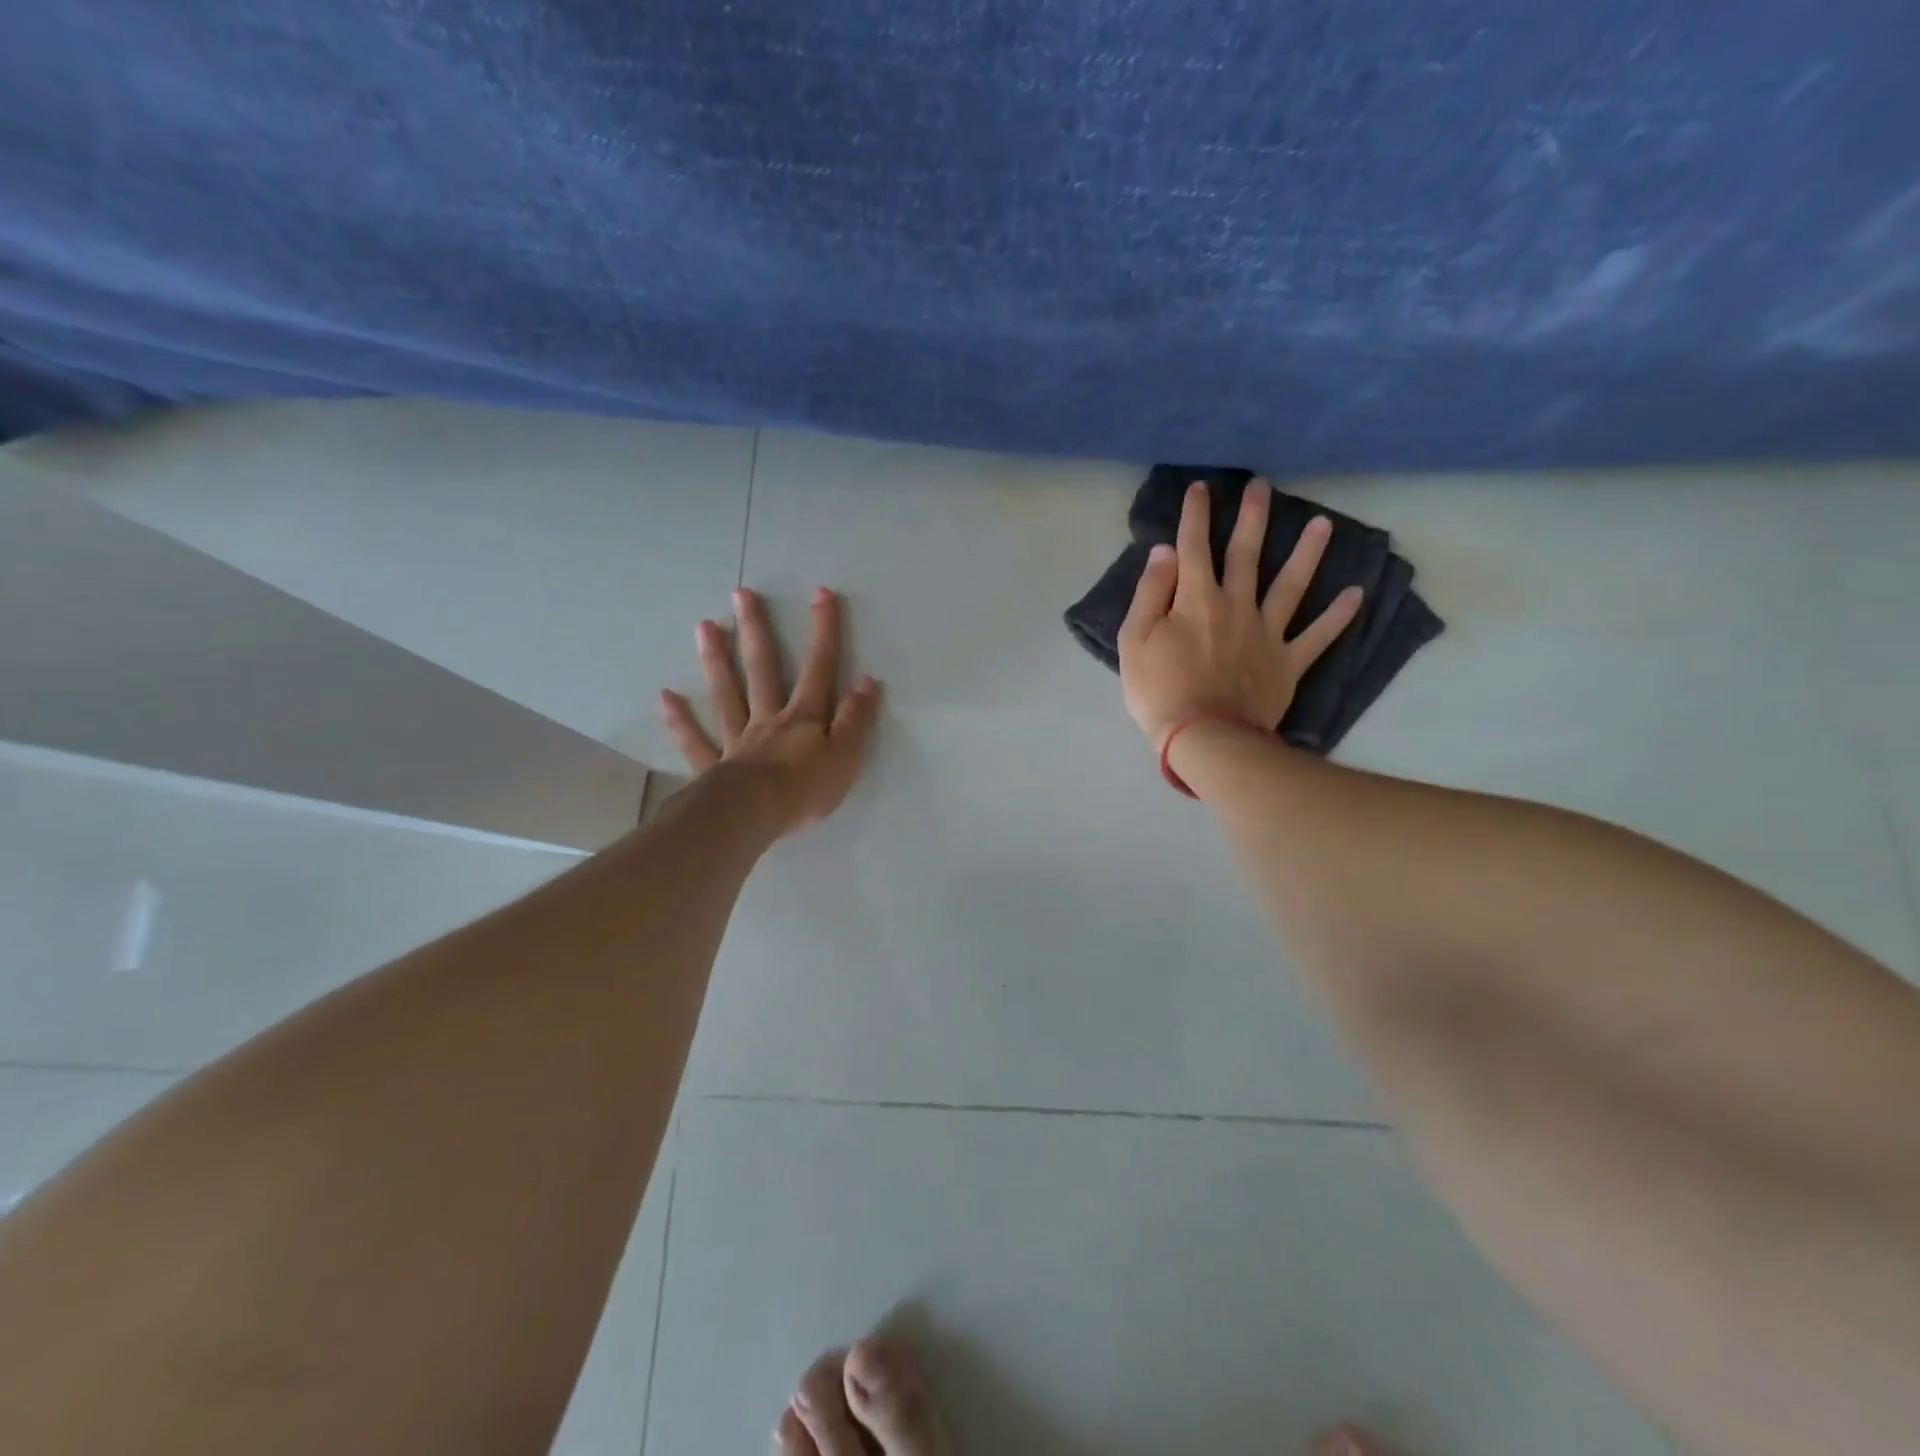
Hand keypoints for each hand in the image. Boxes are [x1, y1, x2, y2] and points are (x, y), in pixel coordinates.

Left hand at [658, 587, 881, 836]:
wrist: (753, 816)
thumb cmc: (805, 789)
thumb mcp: (847, 755)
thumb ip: (856, 719)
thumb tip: (867, 681)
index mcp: (804, 717)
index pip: (819, 668)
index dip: (823, 631)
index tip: (821, 593)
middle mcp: (768, 719)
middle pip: (762, 669)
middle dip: (756, 630)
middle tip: (741, 594)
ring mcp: (737, 740)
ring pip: (726, 694)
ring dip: (716, 660)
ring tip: (704, 626)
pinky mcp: (713, 766)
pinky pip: (695, 740)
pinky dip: (680, 720)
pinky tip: (666, 697)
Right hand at [1118, 478, 1362, 749]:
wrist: (1204, 737)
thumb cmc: (1160, 691)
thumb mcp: (1134, 641)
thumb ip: (1150, 593)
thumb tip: (1164, 552)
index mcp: (1196, 600)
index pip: (1193, 547)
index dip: (1195, 515)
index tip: (1200, 488)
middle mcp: (1236, 606)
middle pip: (1245, 555)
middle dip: (1252, 518)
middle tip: (1262, 486)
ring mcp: (1267, 633)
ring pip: (1291, 585)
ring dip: (1307, 553)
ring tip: (1323, 524)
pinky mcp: (1288, 662)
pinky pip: (1318, 636)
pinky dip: (1337, 616)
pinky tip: (1355, 594)